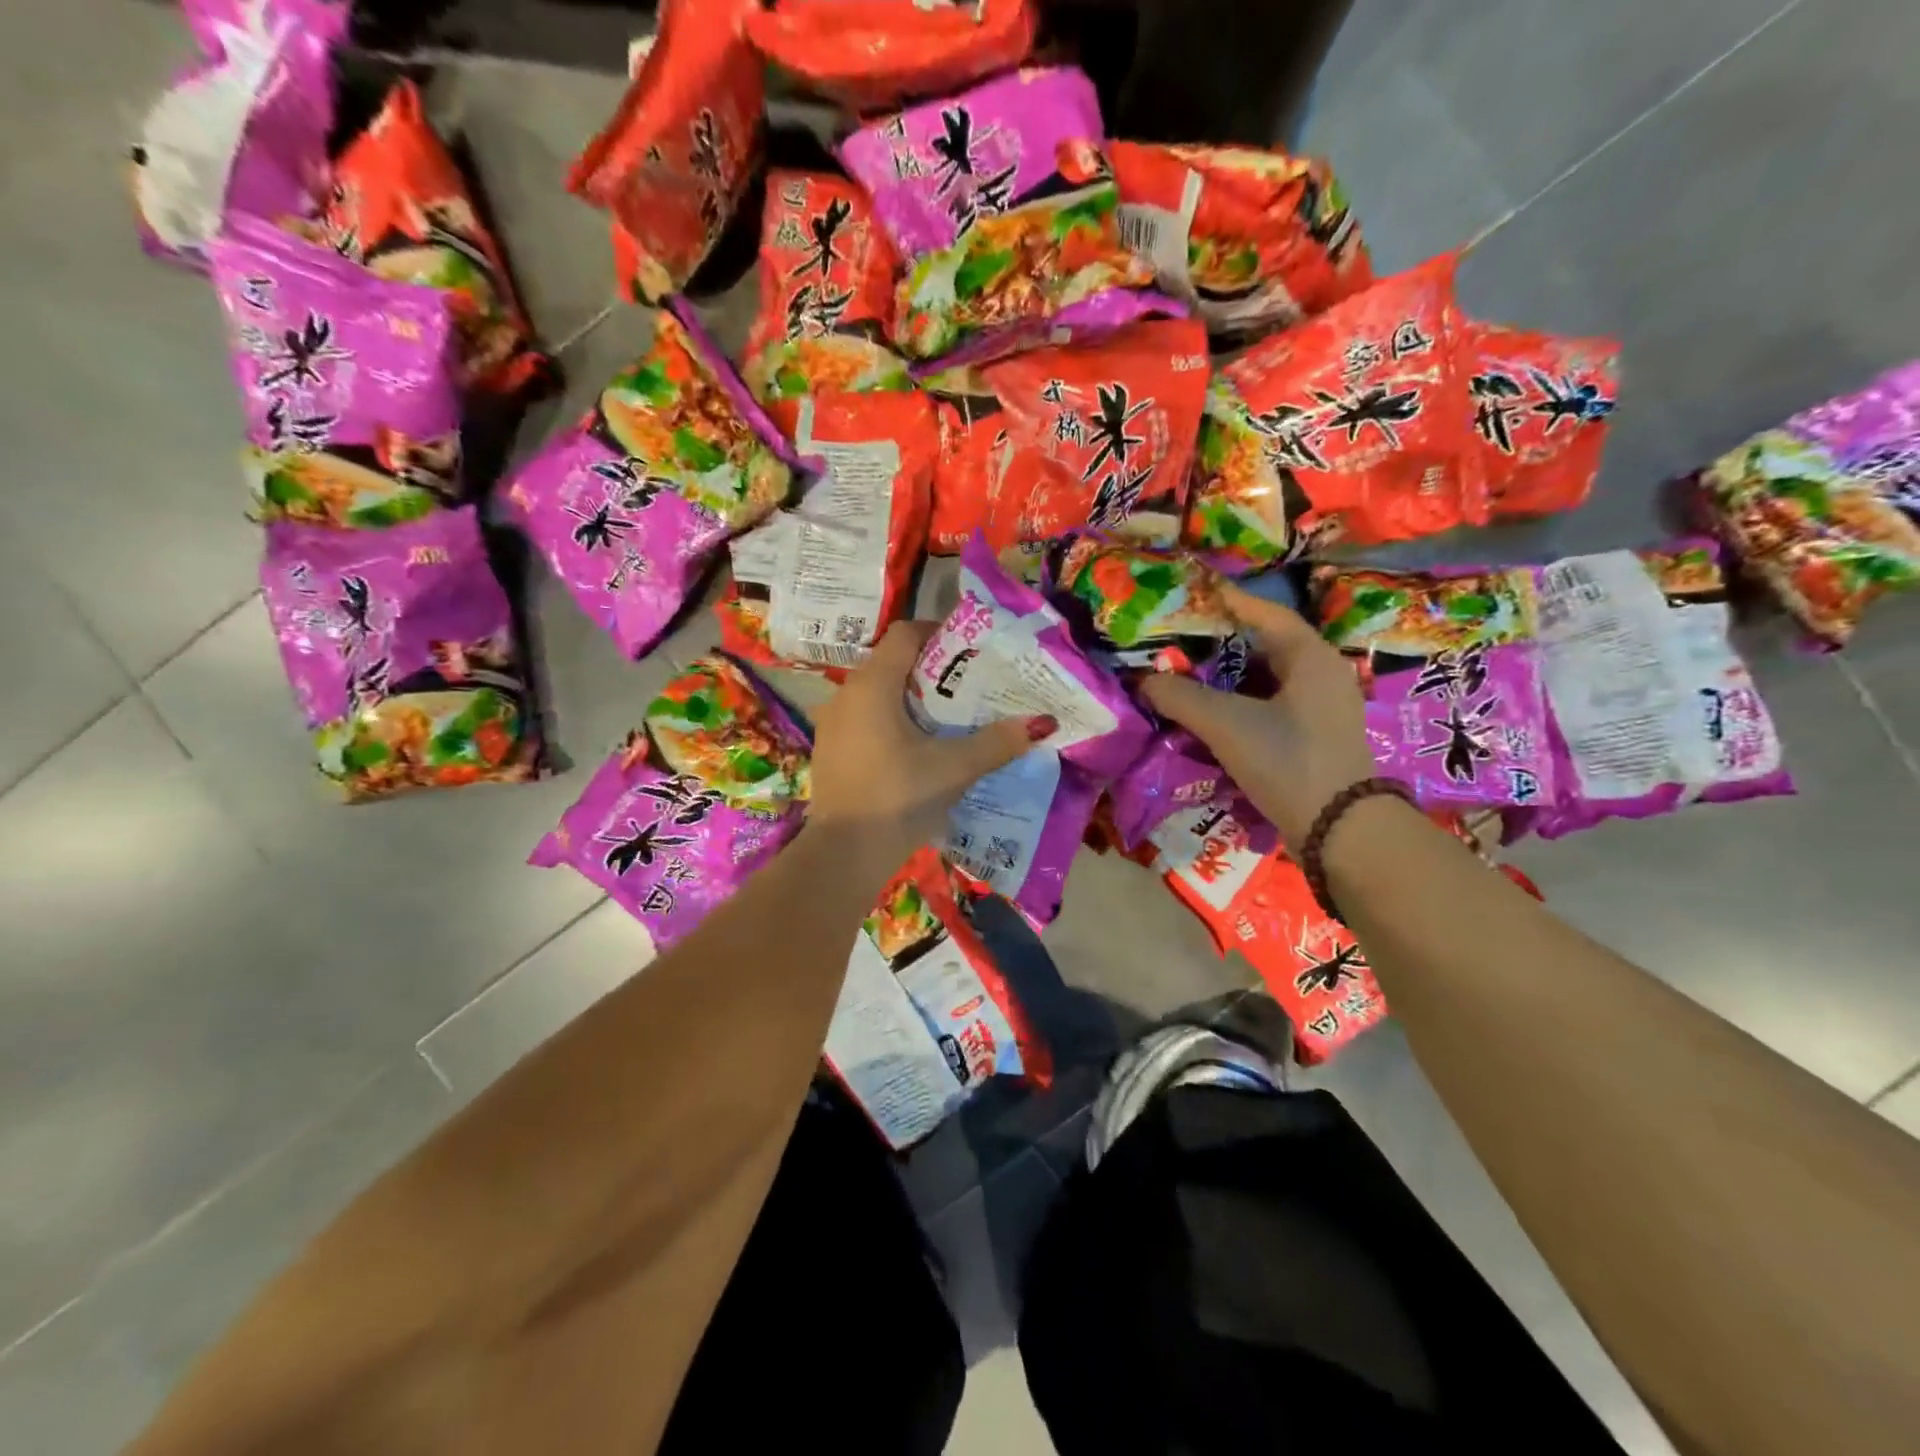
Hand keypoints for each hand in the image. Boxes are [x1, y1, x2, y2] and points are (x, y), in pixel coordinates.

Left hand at [809, 620, 1053, 870]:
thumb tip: (1041, 723)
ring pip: (877, 693)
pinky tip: (915, 749)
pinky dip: (891, 721)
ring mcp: (832, 723)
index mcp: (873, 685)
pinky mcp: (830, 750)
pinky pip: (864, 719)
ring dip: (911, 698)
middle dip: (932, 669)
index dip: (939, 632)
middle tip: (969, 685)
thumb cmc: (898, 798)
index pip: (905, 633)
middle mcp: (846, 694)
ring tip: (948, 718)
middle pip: (892, 663)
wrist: (843, 855)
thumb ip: (997, 742)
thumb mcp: (954, 768)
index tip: (970, 649)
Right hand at [1140, 582, 1374, 849]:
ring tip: (1187, 676)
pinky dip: (1240, 704)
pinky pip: (1271, 706)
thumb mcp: (1226, 724)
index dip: (1229, 601)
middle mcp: (1322, 675)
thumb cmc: (1287, 760)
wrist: (1338, 829)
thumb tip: (1143, 681)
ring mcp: (1322, 708)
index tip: (1195, 592)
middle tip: (1180, 640)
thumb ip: (1180, 697)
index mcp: (1310, 657)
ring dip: (1228, 678)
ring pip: (1267, 679)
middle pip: (1265, 646)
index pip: (1266, 614)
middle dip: (1221, 643)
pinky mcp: (1315, 738)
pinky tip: (1211, 715)